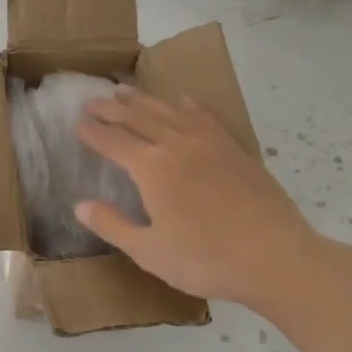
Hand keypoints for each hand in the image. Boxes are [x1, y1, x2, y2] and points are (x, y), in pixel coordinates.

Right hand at [73, 87, 321, 310]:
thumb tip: (80, 206)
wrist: (276, 257)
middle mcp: (177, 144)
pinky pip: (205, 117)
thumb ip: (113, 225)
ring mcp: (210, 143)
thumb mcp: (149, 252)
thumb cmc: (206, 260)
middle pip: (138, 118)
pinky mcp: (235, 149)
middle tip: (91, 102)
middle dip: (111, 109)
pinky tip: (183, 101)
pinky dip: (188, 106)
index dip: (92, 132)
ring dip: (144, 100)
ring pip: (169, 111)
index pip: (113, 141)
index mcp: (152, 168)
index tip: (76, 123)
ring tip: (125, 91)